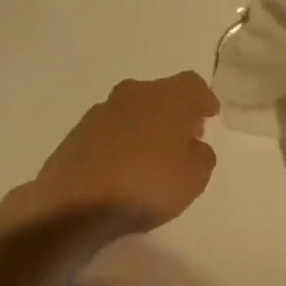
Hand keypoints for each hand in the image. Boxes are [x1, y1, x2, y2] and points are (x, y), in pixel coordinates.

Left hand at [2, 72, 217, 238]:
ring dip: (147, 123)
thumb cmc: (145, 185)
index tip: (210, 115)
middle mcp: (135, 92)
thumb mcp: (193, 179)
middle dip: (175, 111)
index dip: (204, 98)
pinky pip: (112, 126)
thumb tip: (194, 145)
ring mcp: (104, 109)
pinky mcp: (80, 129)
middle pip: (162, 92)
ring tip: (153, 152)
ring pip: (135, 107)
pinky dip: (123, 137)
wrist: (75, 201)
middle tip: (185, 135)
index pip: (192, 84)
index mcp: (167, 97)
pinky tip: (124, 162)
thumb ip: (202, 156)